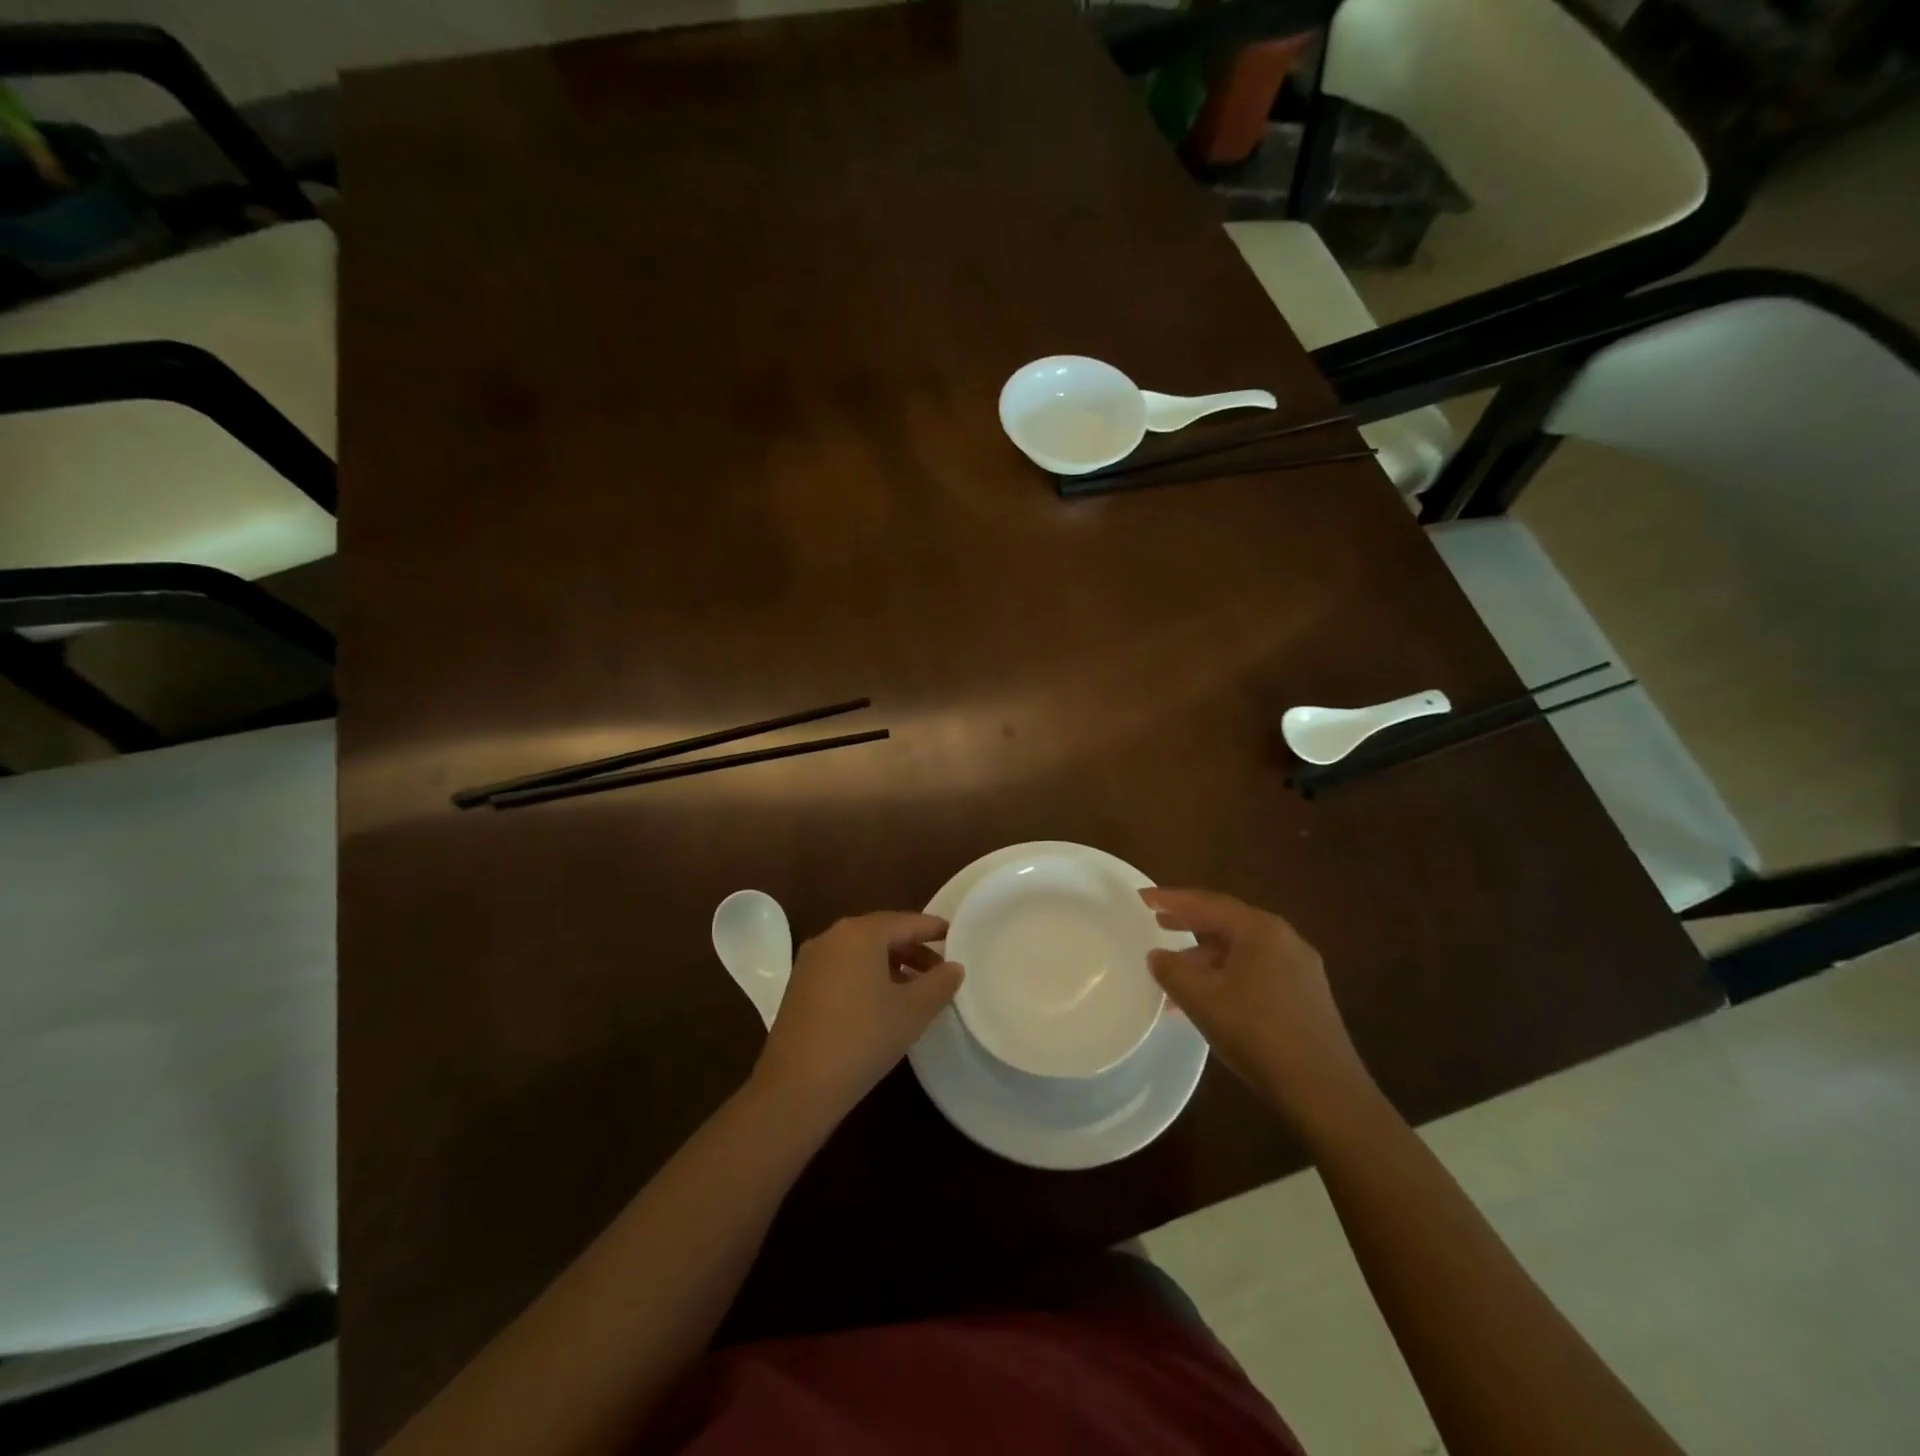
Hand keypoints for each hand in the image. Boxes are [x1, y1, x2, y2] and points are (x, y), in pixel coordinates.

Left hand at [753, 912, 962, 1126]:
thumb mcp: (912, 1011)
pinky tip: (883, 1004)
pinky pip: (843, 969)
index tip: (956, 937)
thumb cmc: (862, 1038)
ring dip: (891, 965)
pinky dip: (867, 976)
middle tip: (940, 970)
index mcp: (859, 933)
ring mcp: (811, 962)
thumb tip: (954, 967)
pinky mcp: (800, 987)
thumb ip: (939, 984)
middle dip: (913, 949)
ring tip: (916, 990)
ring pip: (861, 952)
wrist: (796, 1087)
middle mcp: (831, 937)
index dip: (933, 929)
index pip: (905, 921)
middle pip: (881, 934)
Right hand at [1142, 888, 1375, 1133]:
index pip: (1207, 903)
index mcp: (1260, 929)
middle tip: (1157, 923)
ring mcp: (1300, 968)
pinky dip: (1226, 975)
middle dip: (1189, 923)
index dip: (1171, 899)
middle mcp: (1284, 939)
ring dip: (1205, 957)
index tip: (1143, 897)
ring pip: (1241, 950)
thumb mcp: (1201, 999)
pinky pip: (1256, 971)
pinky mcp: (1306, 996)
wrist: (1324, 1091)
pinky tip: (1208, 999)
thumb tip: (1157, 955)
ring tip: (1175, 972)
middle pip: (1227, 922)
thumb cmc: (1257, 1033)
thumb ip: (1172, 971)